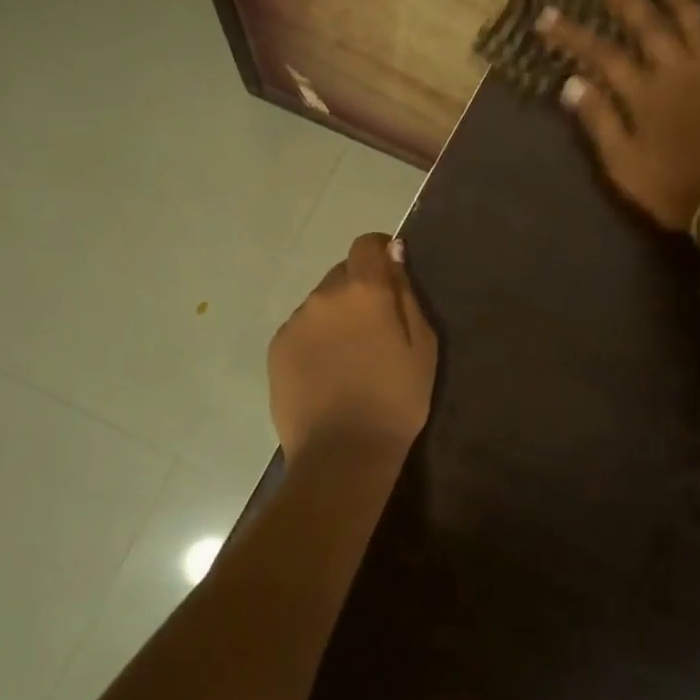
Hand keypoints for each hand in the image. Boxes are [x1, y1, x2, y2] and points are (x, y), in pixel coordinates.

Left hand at [268, 233, 437, 464]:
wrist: (342, 455)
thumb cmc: (395, 400)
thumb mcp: (422, 345)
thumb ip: (406, 293)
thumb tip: (392, 253)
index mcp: (363, 289)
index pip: (366, 245)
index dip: (380, 252)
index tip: (391, 275)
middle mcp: (324, 295)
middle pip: (343, 273)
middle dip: (360, 290)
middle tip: (375, 329)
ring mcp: (296, 321)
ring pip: (321, 303)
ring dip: (336, 315)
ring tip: (350, 358)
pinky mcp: (277, 348)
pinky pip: (302, 328)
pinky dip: (316, 339)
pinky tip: (327, 373)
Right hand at [536, 0, 699, 231]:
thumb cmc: (672, 186)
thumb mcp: (623, 163)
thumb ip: (599, 121)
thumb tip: (571, 83)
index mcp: (644, 93)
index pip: (601, 55)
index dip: (573, 34)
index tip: (547, 15)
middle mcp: (678, 74)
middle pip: (650, 29)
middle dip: (628, 2)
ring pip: (699, 30)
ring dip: (685, 5)